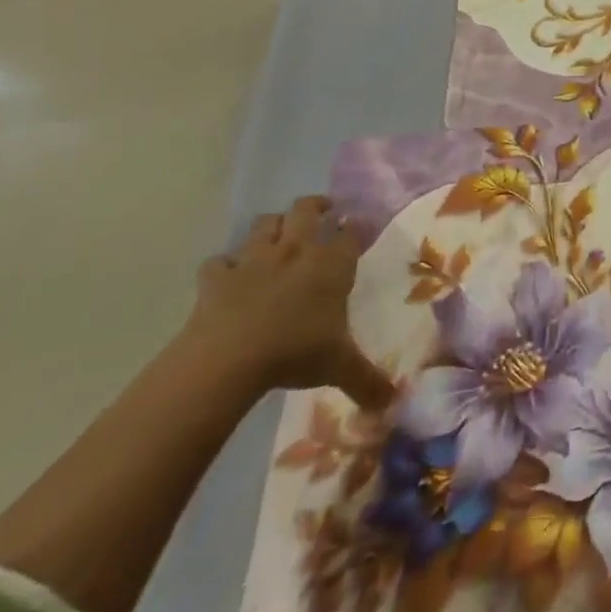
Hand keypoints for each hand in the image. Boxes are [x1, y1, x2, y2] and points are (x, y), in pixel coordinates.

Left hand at [185, 196, 394, 411]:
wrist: (227, 359)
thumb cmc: (295, 353)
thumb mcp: (339, 367)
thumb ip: (368, 382)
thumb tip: (392, 405)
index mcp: (332, 265)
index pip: (351, 232)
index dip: (357, 226)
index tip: (360, 223)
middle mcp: (296, 251)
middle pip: (307, 210)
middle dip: (317, 206)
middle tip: (325, 211)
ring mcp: (254, 260)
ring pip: (265, 224)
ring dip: (273, 225)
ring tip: (280, 234)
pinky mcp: (217, 276)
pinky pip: (219, 261)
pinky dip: (224, 265)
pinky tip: (228, 275)